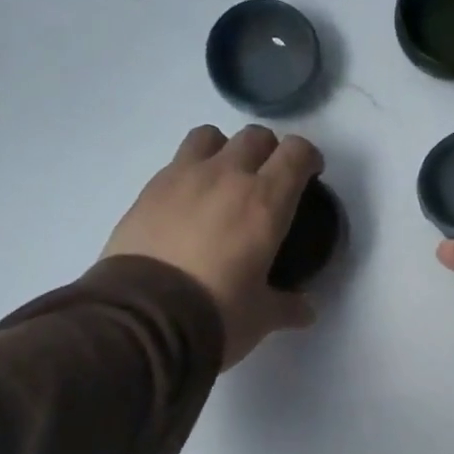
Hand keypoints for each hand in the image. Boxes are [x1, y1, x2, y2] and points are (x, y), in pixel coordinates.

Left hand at [103, 124, 322, 368]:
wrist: (143, 317)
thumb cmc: (217, 312)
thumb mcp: (262, 315)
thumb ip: (288, 306)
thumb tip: (306, 310)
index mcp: (265, 201)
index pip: (296, 153)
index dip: (308, 158)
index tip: (310, 174)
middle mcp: (226, 176)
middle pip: (255, 136)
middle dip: (268, 151)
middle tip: (269, 180)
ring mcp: (182, 177)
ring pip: (209, 137)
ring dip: (224, 150)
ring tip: (224, 181)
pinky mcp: (148, 191)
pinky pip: (175, 164)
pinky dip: (189, 174)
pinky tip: (188, 206)